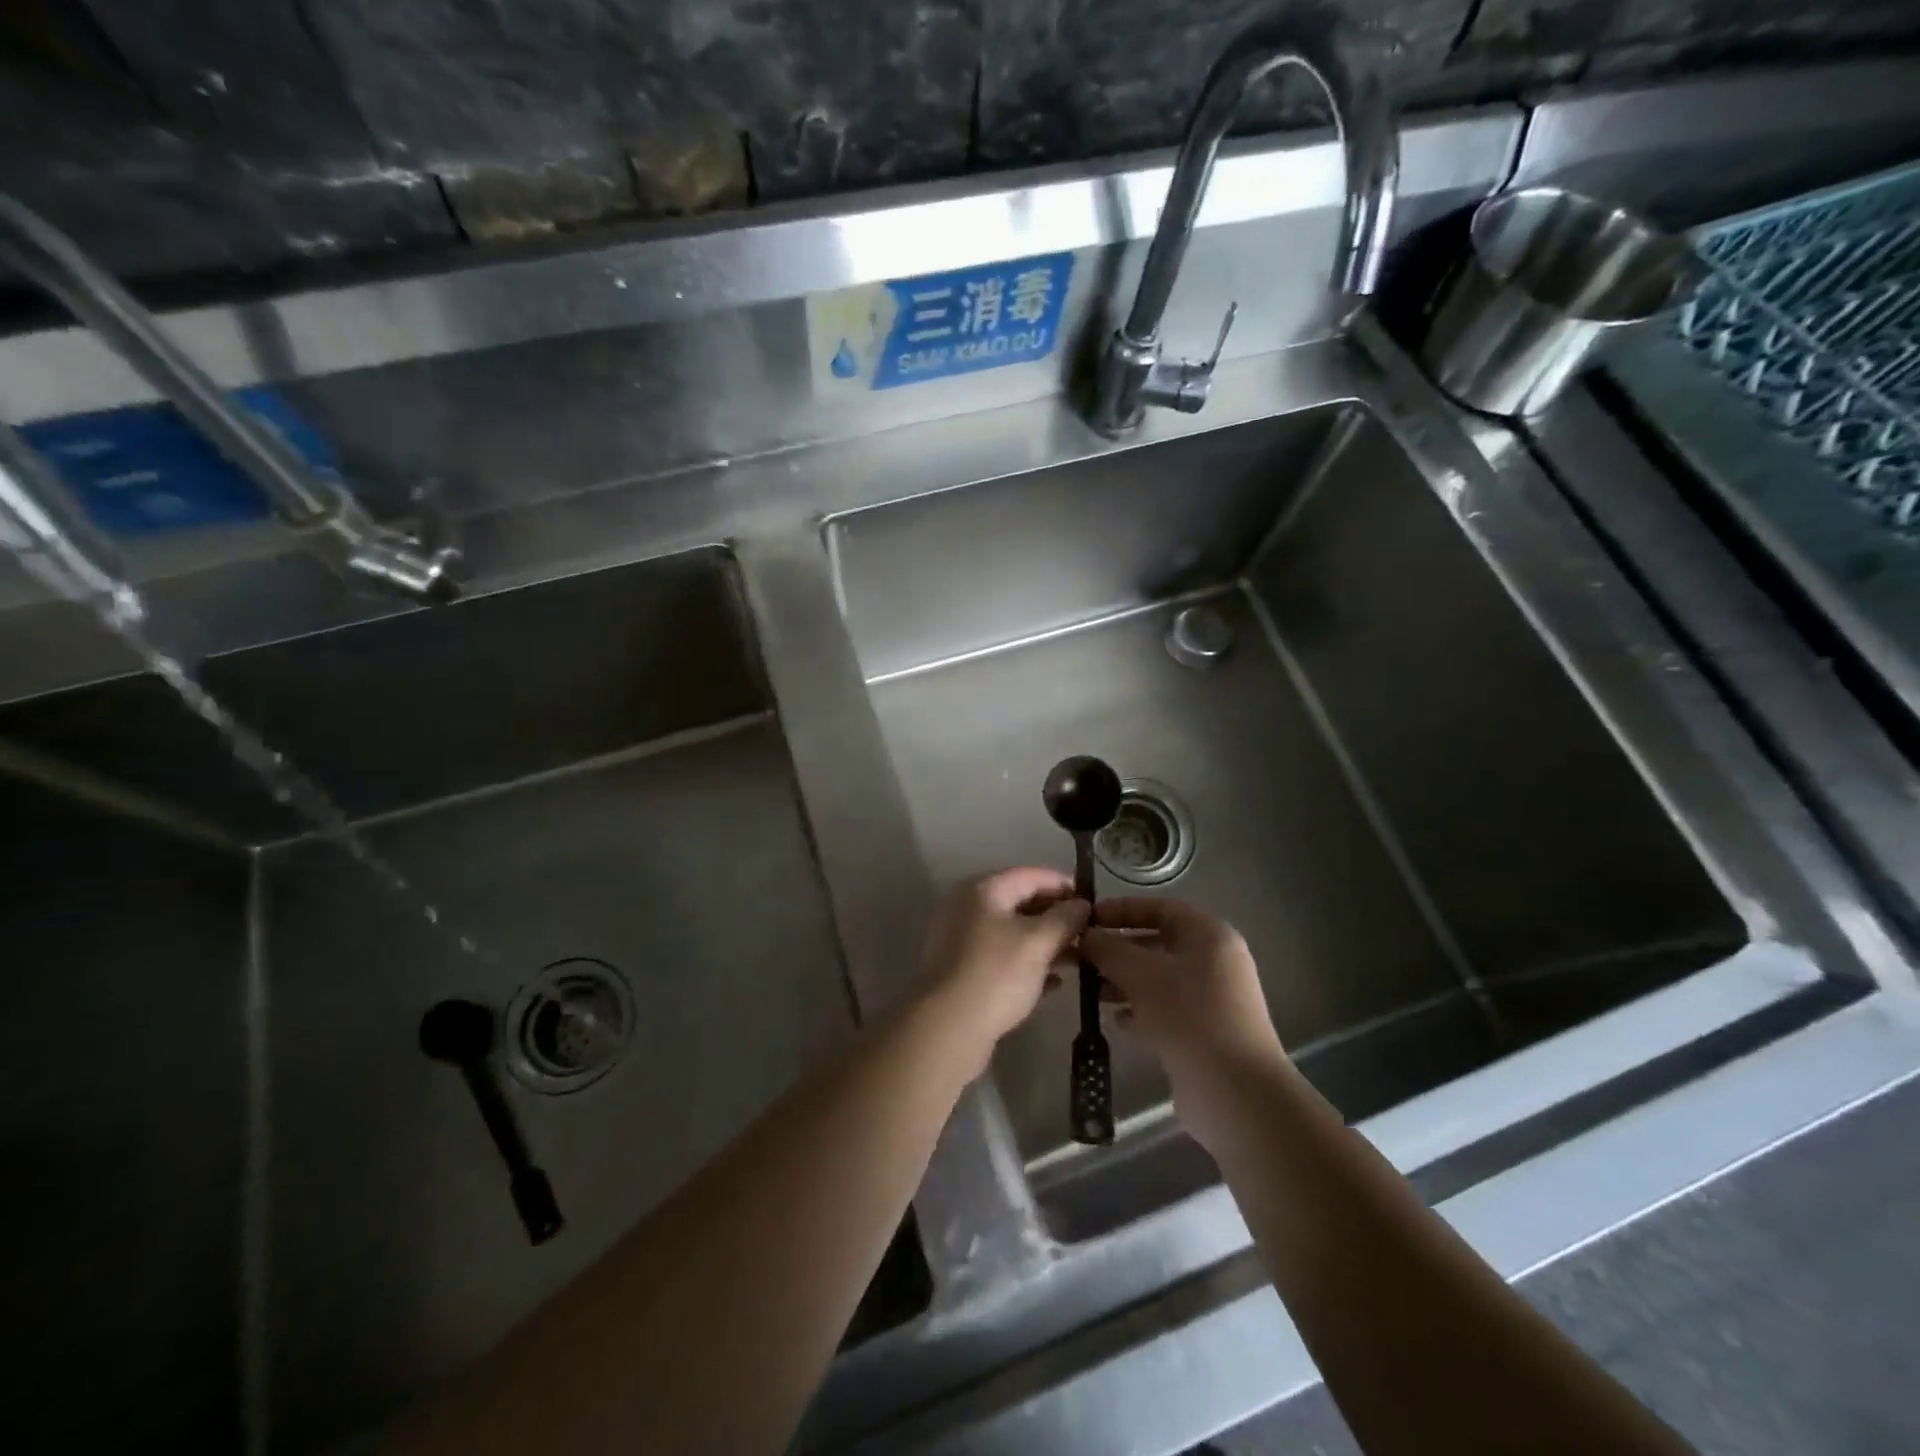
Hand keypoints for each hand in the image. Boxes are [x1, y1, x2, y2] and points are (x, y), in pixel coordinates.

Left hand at [919, 868, 1089, 1058]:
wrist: (947, 1027)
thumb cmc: (996, 974)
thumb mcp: (1038, 942)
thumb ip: (1065, 918)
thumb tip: (1082, 904)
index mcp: (983, 890)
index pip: (1032, 875)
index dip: (1065, 885)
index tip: (1094, 902)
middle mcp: (967, 907)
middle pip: (1020, 902)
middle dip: (1056, 917)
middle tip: (1089, 933)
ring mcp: (961, 939)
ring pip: (1012, 932)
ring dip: (1045, 942)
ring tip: (1079, 959)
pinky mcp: (961, 970)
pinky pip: (1001, 957)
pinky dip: (1027, 964)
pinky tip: (1054, 983)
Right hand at [1081, 898, 1285, 1143]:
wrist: (1237, 1094)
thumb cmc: (1189, 1016)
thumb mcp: (1141, 974)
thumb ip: (1109, 949)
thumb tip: (1084, 934)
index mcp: (1209, 935)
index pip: (1160, 907)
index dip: (1122, 909)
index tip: (1087, 920)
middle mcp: (1214, 961)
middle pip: (1158, 942)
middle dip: (1118, 950)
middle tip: (1082, 959)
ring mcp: (1213, 998)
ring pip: (1159, 978)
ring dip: (1124, 981)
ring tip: (1092, 992)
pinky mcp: (1206, 1031)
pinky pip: (1166, 1008)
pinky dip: (1140, 1009)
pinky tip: (1117, 1021)